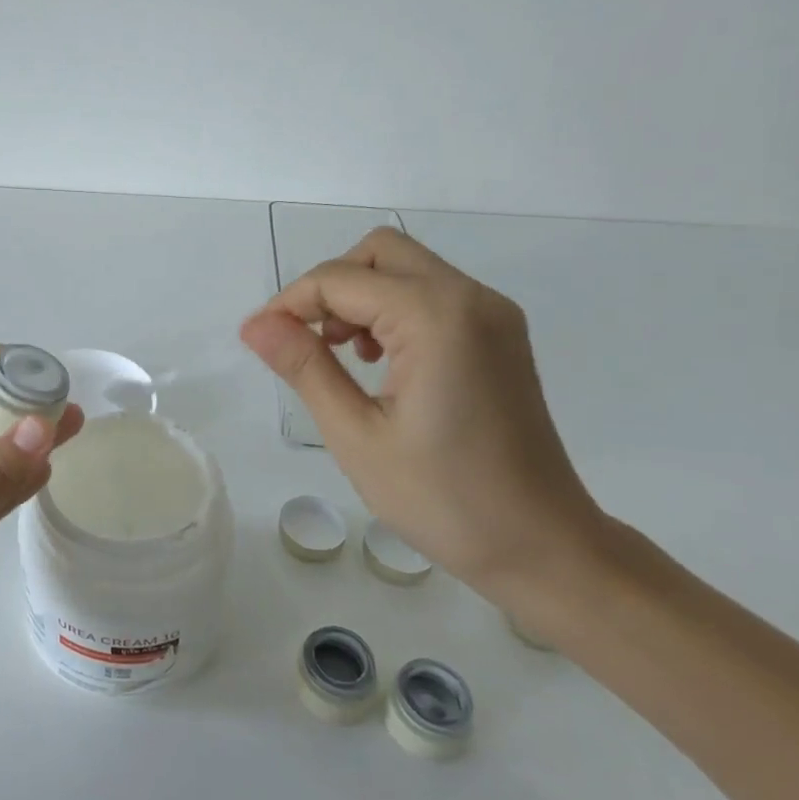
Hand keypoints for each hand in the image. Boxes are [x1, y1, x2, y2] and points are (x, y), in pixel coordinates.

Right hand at [240, 228, 604, 600]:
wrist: (543, 546)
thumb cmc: (443, 500)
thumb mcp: (356, 435)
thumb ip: (305, 367)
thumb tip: (255, 324)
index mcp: (435, 317)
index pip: (340, 279)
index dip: (290, 304)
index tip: (261, 340)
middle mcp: (470, 297)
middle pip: (379, 252)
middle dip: (330, 287)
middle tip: (307, 341)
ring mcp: (492, 313)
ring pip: (406, 268)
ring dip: (361, 296)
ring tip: (342, 356)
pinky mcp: (500, 334)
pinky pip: (432, 294)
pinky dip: (394, 309)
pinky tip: (381, 361)